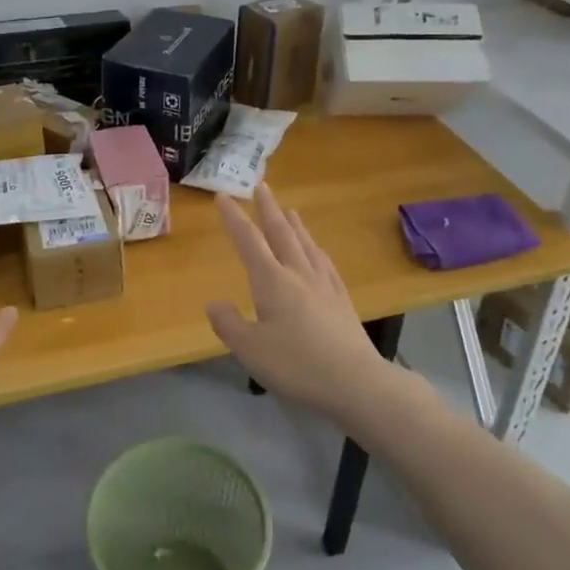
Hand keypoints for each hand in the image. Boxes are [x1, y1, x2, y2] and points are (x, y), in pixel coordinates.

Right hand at [205, 184, 391, 419]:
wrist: (356, 382)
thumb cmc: (296, 364)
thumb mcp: (250, 349)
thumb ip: (229, 324)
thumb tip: (214, 303)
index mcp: (272, 281)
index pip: (249, 241)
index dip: (234, 219)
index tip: (224, 198)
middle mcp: (298, 273)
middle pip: (281, 233)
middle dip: (269, 209)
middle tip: (262, 187)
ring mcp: (324, 285)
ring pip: (306, 245)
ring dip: (295, 225)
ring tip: (290, 210)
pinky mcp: (342, 300)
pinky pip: (326, 264)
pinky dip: (318, 250)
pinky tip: (319, 252)